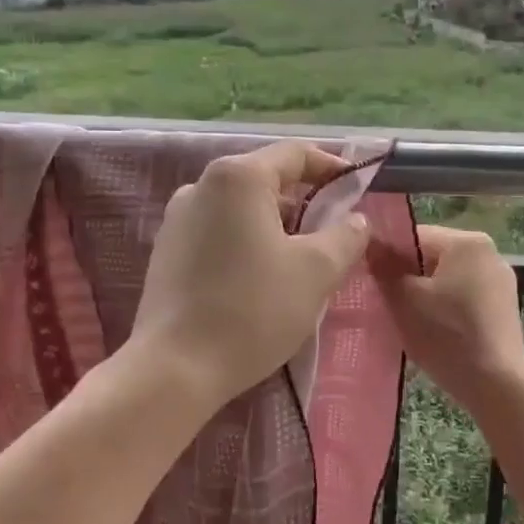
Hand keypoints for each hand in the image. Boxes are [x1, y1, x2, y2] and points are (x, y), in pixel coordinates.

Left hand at [131, 141, 371, 408]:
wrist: (176, 368)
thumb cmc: (253, 309)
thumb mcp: (316, 271)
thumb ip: (345, 236)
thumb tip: (356, 220)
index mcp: (238, 177)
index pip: (295, 154)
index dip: (332, 168)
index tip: (358, 193)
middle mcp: (201, 186)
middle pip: (266, 180)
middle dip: (305, 203)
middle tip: (334, 235)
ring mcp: (177, 219)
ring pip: (241, 209)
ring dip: (276, 226)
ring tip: (301, 262)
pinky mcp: (166, 252)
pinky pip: (218, 232)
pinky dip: (247, 243)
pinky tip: (260, 280)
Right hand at [371, 226, 523, 410]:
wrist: (497, 386)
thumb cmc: (447, 335)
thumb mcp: (404, 300)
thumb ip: (384, 267)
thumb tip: (369, 243)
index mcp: (467, 242)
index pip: (414, 237)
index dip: (387, 256)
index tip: (370, 281)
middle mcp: (490, 253)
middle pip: (433, 256)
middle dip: (407, 277)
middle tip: (386, 303)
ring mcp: (501, 282)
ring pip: (448, 278)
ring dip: (425, 295)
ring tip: (408, 320)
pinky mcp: (504, 308)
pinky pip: (464, 297)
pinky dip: (446, 309)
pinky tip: (434, 332)